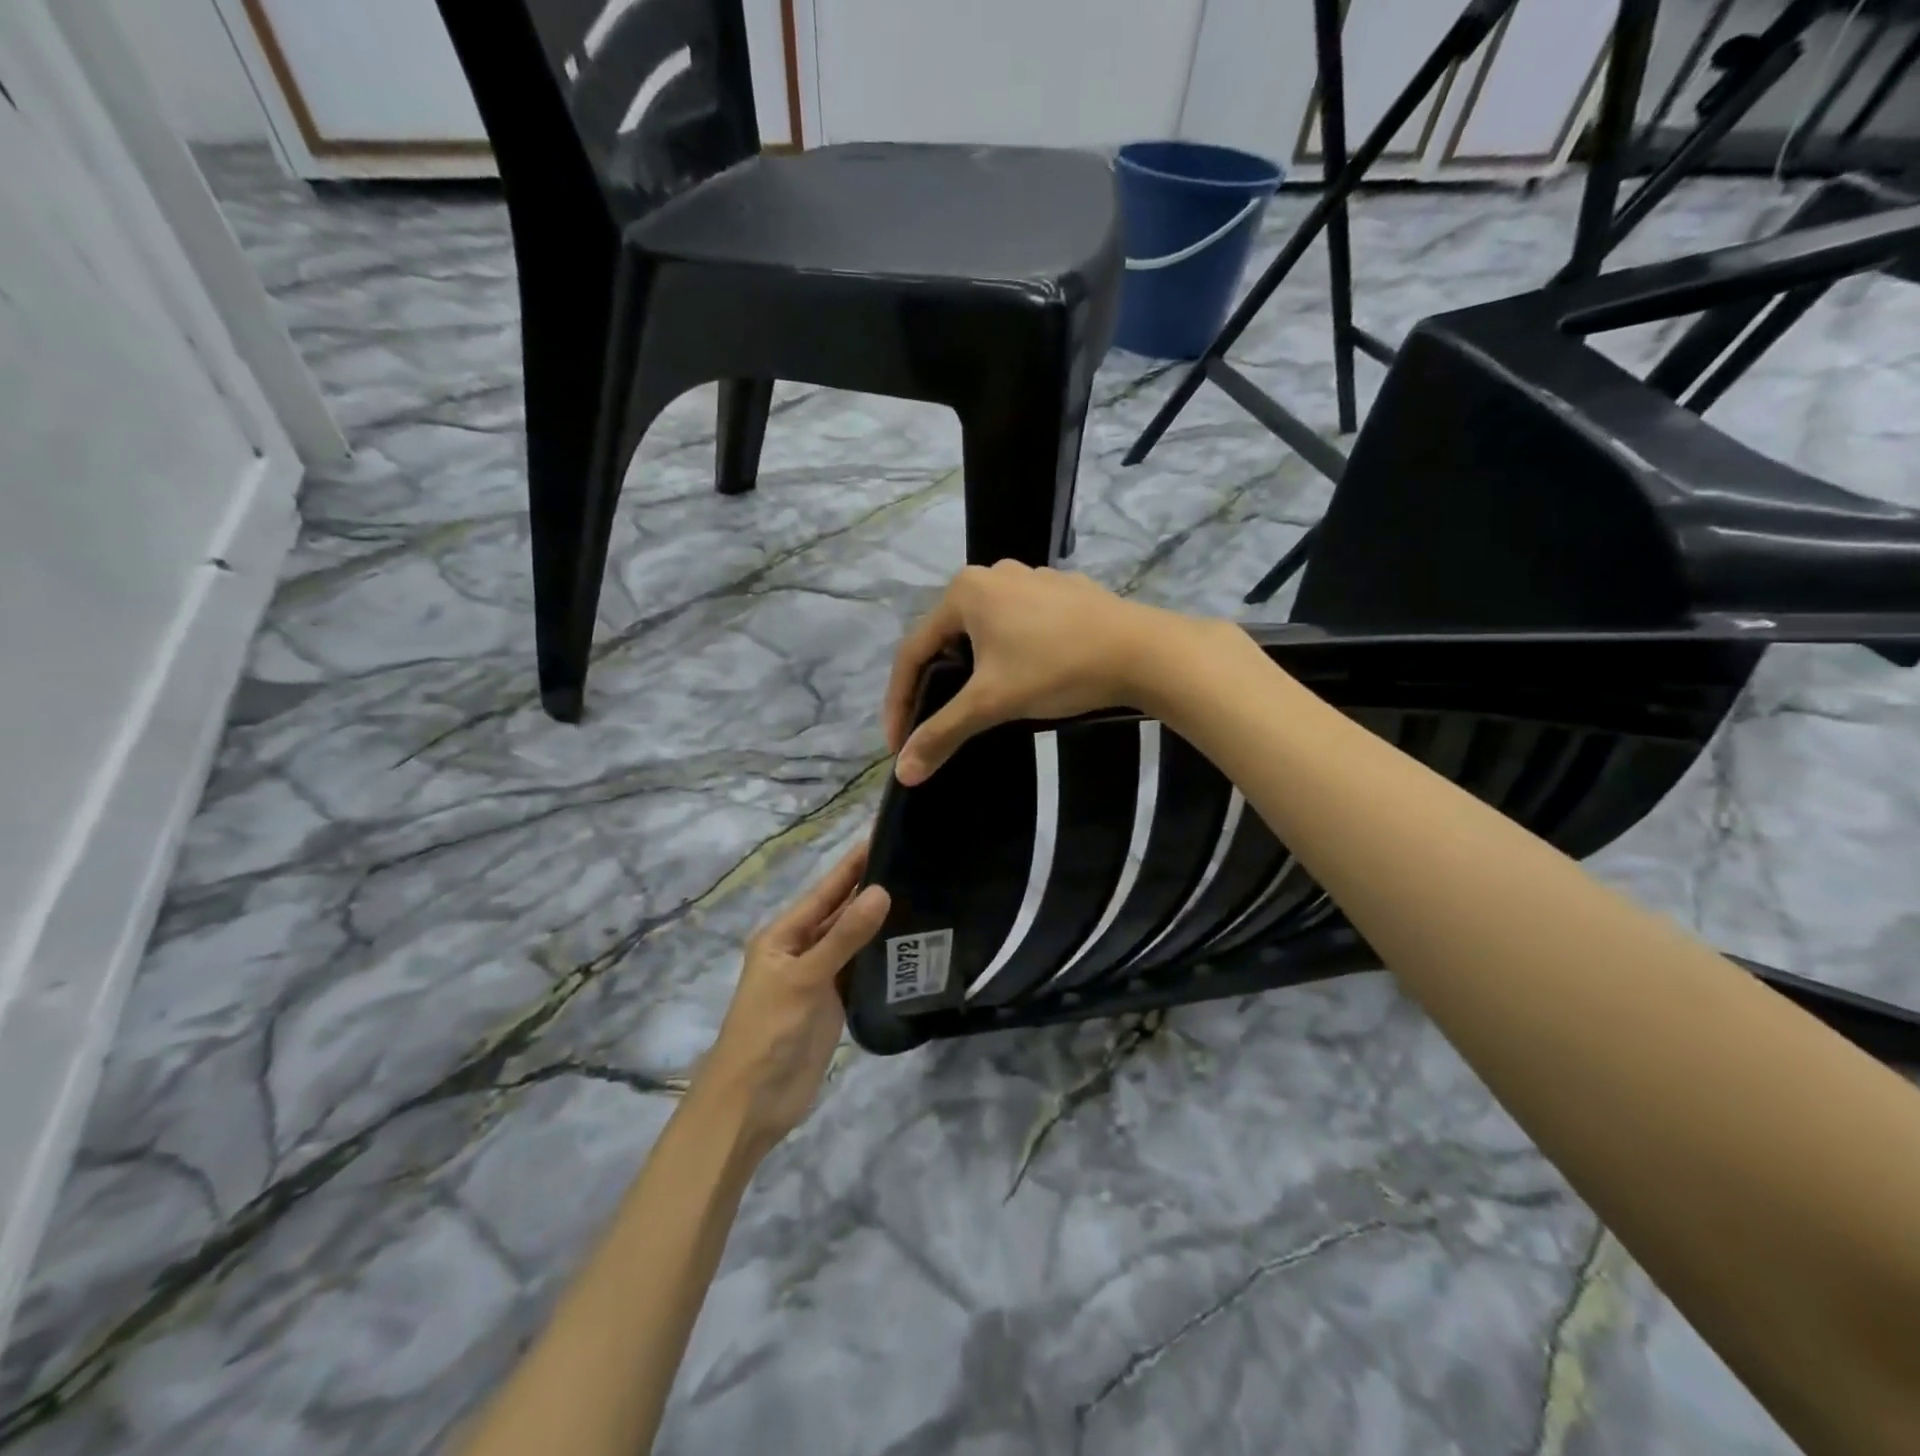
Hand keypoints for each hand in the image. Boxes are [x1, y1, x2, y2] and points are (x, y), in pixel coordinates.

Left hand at [695, 843, 890, 1155]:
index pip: (825, 891)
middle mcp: (802, 949)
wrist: (752, 1103)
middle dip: (870, 888)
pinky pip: (861, 969)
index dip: (852, 865)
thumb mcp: (803, 978)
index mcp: (783, 935)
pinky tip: (910, 943)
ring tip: (921, 894)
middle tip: (914, 861)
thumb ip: (843, 937)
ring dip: (879, 921)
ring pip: (853, 940)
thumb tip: (881, 891)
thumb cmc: (768, 1031)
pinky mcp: (835, 1003)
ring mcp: (819, 978)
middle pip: (841, 912)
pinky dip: (881, 955)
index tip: (883, 834)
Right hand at [883, 562, 1204, 785]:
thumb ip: (942, 733)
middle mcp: (993, 574)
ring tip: (979, 704)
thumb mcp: (991, 703)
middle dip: (937, 683)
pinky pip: (1021, 624)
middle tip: (936, 722)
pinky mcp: (1064, 592)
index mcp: (965, 591)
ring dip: (974, 668)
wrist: (1143, 652)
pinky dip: (1011, 653)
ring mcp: (1033, 578)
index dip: (899, 701)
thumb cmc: (1056, 669)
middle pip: (948, 638)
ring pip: (986, 631)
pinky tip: (1027, 676)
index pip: (913, 651)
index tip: (899, 742)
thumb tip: (903, 773)